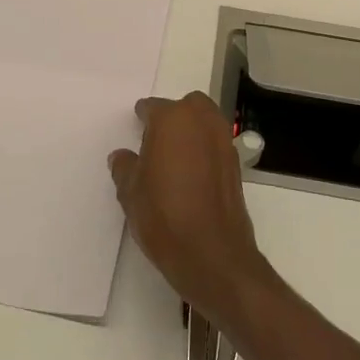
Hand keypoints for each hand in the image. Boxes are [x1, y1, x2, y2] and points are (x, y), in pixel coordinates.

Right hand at [109, 92, 270, 324]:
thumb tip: (122, 157)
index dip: (142, 118)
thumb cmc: (163, 215)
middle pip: (187, 106)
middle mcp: (203, 122)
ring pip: (206, 122)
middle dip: (173, 116)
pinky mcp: (236, 165)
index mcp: (173, 119)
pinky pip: (216, 145)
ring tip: (173, 158)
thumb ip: (125, 167)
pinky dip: (205, 150)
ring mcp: (224, 142)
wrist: (211, 254)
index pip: (153, 107)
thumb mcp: (130, 192)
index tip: (135, 128)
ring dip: (192, 131)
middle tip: (156, 140)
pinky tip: (191, 174)